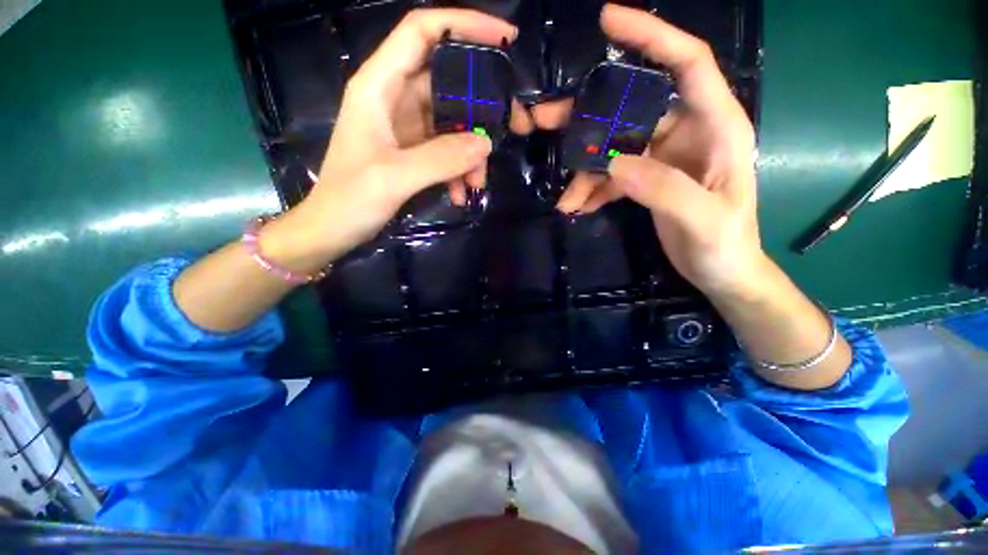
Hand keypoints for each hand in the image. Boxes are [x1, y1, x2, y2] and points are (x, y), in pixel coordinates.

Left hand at [261, 9, 527, 273]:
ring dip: (471, 152)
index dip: (464, 25)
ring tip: (477, 183)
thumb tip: (485, 144)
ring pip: (452, 123)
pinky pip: (447, 150)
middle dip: (481, 106)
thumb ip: (440, 159)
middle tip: (512, 126)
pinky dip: (459, 169)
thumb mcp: (394, 177)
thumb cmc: (350, 199)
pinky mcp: (413, 151)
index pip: (423, 33)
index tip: (505, 39)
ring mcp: (406, 127)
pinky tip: (461, 193)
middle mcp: (395, 98)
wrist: (333, 229)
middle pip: (448, 83)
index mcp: (379, 86)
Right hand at [542, 4, 761, 295]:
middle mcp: (688, 132)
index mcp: (717, 126)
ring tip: (565, 198)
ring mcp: (663, 156)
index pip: (687, 62)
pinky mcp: (647, 178)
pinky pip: (613, 174)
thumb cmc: (725, 245)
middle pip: (632, 106)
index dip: (651, 36)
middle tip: (545, 120)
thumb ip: (664, 189)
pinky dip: (593, 188)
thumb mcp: (703, 219)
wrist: (720, 271)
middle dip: (588, 115)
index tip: (608, 20)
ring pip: (614, 146)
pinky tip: (578, 206)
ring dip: (585, 169)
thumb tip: (616, 164)